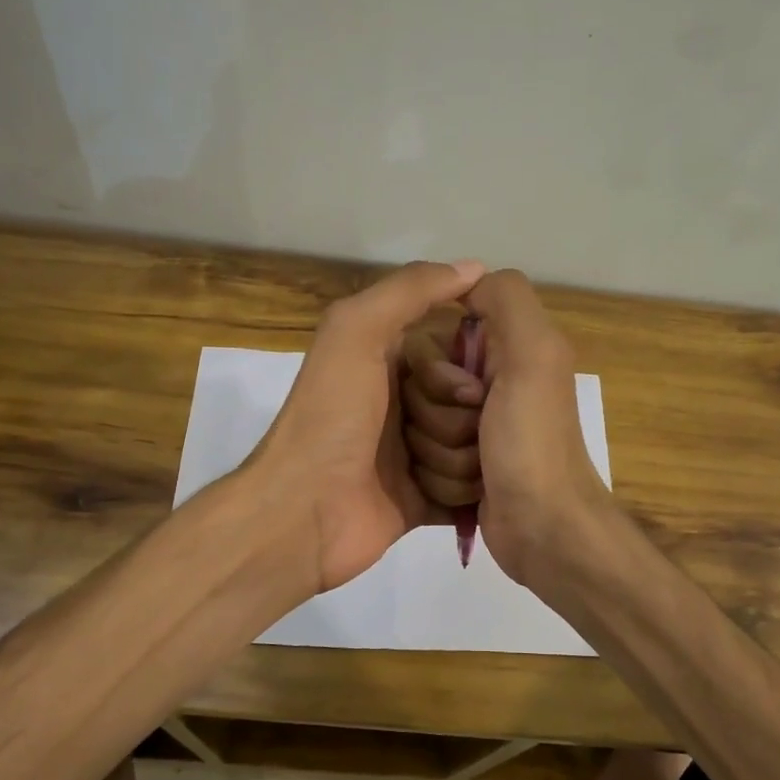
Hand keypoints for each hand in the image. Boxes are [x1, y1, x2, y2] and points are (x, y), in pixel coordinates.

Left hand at [252, 259, 485, 593]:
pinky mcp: (425, 498)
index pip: (460, 352)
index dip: (467, 368)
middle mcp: (408, 402)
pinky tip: (460, 495)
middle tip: (425, 435)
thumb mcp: (356, 332)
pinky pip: (468, 489)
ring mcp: (417, 453)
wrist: (303, 512)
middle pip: (473, 403)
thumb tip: (473, 267)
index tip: (468, 386)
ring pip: (475, 447)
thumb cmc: (330, 416)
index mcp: (392, 360)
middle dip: (460, 421)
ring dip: (458, 460)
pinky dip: (466, 493)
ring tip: (421, 472)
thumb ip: (408, 291)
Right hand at [401, 269, 612, 582]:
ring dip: (440, 454)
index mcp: (504, 353)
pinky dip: (440, 478)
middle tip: (477, 434)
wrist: (542, 528)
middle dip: (440, 418)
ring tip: (477, 469)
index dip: (439, 371)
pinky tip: (470, 490)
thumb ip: (506, 301)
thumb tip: (465, 280)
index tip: (469, 393)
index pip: (430, 344)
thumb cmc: (532, 442)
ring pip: (414, 429)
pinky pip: (420, 461)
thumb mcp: (533, 355)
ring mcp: (470, 432)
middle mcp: (486, 387)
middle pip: (417, 390)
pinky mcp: (458, 469)